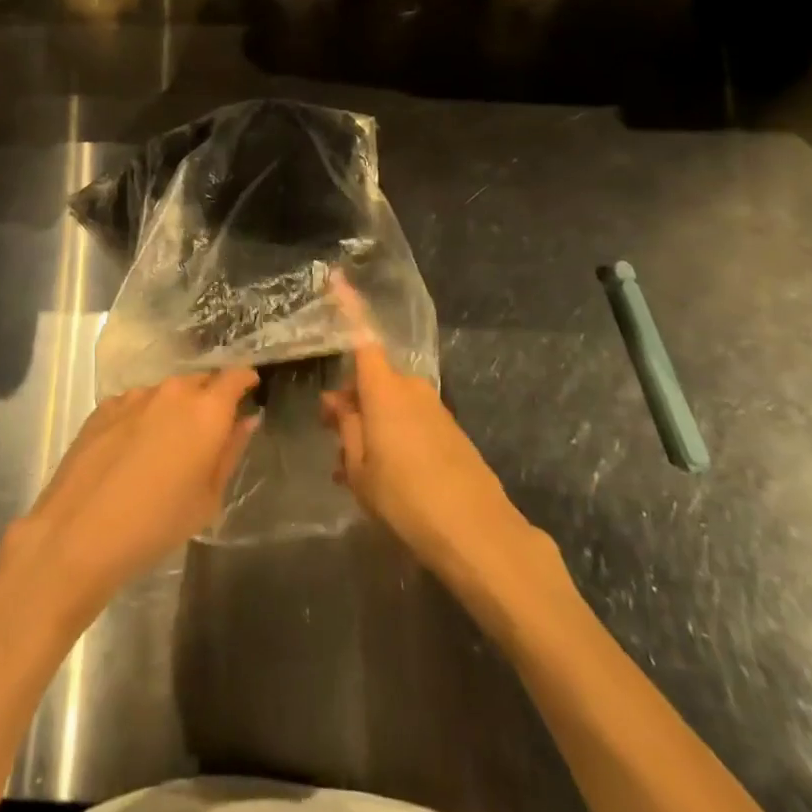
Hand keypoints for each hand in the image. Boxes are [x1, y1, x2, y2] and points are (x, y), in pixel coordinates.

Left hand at [0, 369, 258, 624]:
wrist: (79, 533)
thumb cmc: (157, 523)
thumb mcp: (207, 498)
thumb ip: (230, 451)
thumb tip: (246, 419)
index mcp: (207, 410)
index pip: (235, 376)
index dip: (245, 380)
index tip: (250, 390)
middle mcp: (173, 391)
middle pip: (200, 380)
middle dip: (209, 396)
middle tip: (209, 429)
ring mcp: (134, 396)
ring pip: (165, 392)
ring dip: (173, 408)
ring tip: (167, 444)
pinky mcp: (104, 407)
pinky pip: (135, 404)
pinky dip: (142, 417)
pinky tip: (132, 450)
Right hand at [320, 273, 533, 583]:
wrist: (479, 535)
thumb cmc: (407, 498)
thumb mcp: (360, 469)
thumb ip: (346, 429)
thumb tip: (337, 402)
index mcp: (384, 389)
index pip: (361, 336)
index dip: (348, 305)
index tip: (336, 276)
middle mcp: (410, 388)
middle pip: (372, 377)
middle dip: (350, 398)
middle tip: (332, 434)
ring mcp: (434, 409)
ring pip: (390, 403)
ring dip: (370, 424)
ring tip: (353, 469)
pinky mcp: (450, 432)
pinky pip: (410, 421)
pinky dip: (391, 436)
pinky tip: (382, 475)